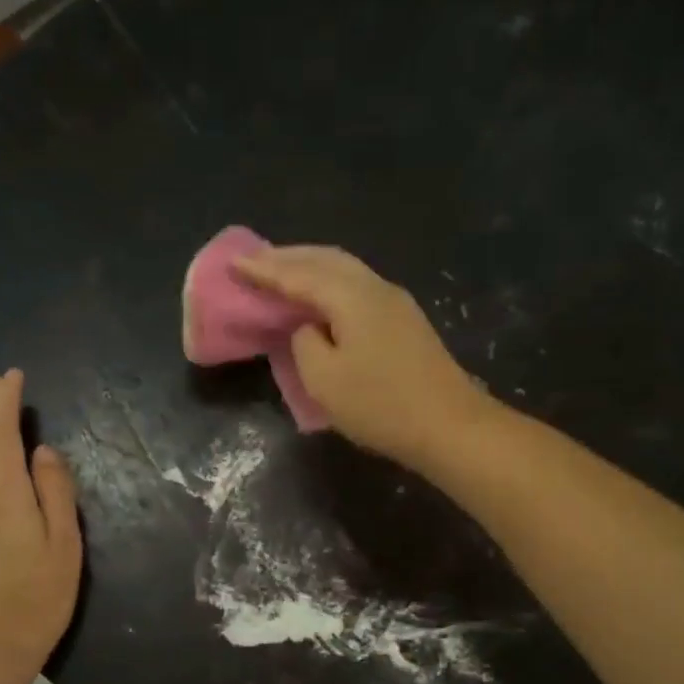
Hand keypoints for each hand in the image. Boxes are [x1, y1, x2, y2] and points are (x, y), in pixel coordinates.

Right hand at [237, 246, 494, 471]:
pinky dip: (329, 284)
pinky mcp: (405, 322)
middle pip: (326, 259)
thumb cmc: (381, 405)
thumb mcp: (324, 380)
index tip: (233, 263)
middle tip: (255, 261)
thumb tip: (308, 329)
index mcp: (351, 296)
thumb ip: (304, 344)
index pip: (298, 274)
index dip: (264, 269)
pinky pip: (356, 287)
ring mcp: (395, 302)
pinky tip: (320, 297)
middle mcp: (375, 287)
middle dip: (287, 257)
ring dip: (310, 267)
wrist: (449, 426)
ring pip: (345, 270)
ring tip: (283, 272)